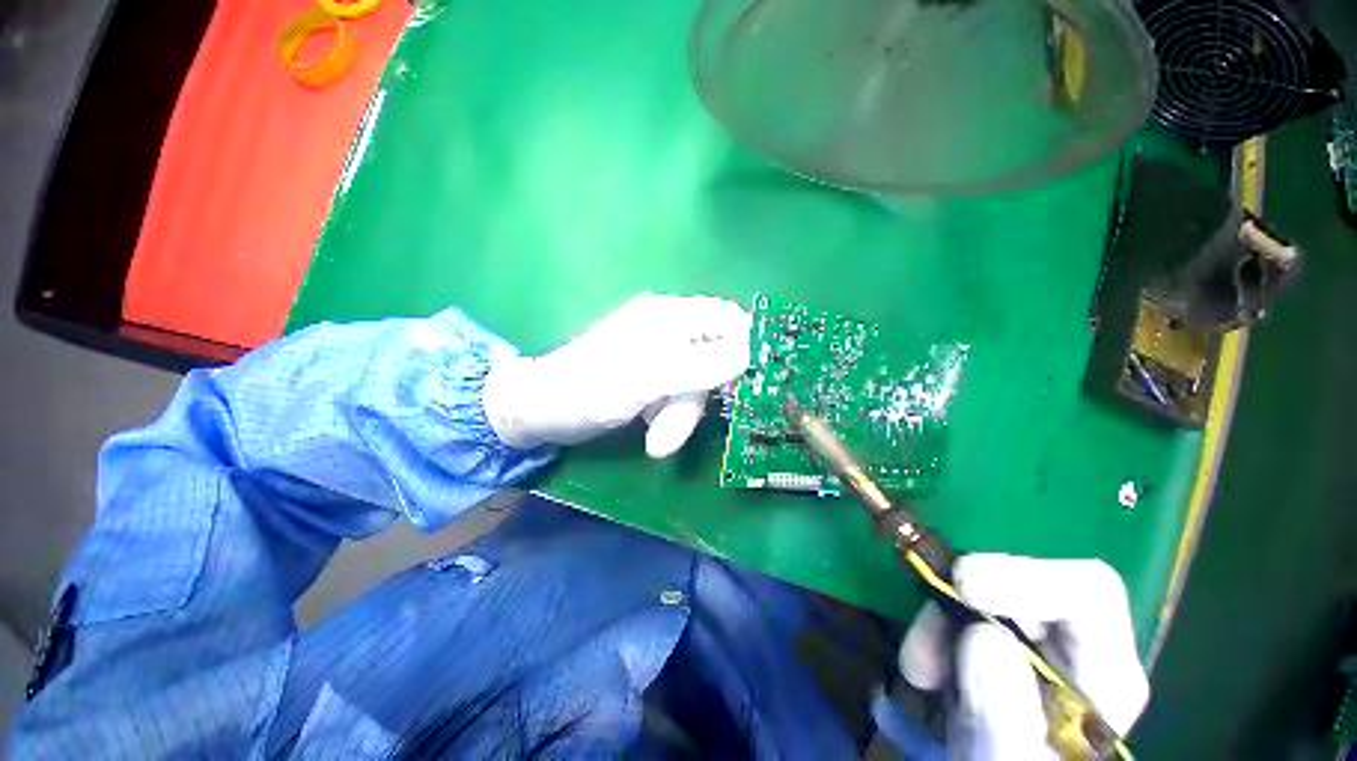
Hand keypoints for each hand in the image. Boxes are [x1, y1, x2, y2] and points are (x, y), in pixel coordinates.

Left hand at [483, 293, 750, 456]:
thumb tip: (748, 355)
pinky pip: (678, 395)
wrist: (543, 410)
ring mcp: (660, 356)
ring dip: (680, 416)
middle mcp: (668, 329)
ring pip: (695, 384)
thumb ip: (699, 366)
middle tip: (679, 429)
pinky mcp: (652, 379)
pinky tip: (648, 427)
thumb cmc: (590, 389)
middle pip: (713, 359)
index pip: (725, 318)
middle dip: (698, 399)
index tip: (753, 381)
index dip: (746, 344)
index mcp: (668, 316)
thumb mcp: (647, 379)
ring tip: (657, 441)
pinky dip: (669, 416)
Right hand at [899, 555, 1149, 759]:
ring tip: (919, 672)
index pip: (1087, 592)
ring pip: (983, 591)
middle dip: (962, 601)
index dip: (1025, 576)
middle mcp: (1079, 650)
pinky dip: (933, 630)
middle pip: (1023, 584)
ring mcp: (1037, 645)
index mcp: (1107, 679)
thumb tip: (980, 636)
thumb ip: (1006, 716)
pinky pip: (959, 610)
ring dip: (940, 618)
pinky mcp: (1000, 645)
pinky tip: (923, 672)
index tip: (961, 585)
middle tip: (923, 645)